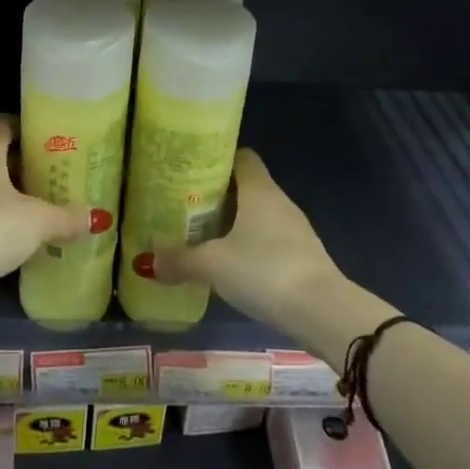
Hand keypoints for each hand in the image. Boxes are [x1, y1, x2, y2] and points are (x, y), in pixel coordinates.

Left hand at [0, 117, 90, 296]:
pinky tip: (17, 232)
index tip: (54, 140)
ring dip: (10, 193)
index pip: (6, 124)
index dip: (29, 129)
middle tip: (55, 174)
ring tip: (41, 204)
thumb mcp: (37, 222)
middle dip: (25, 164)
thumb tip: (96, 217)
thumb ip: (67, 217)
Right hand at [153, 148, 347, 323]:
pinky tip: (230, 264)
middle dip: (217, 194)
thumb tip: (146, 262)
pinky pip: (268, 240)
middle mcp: (279, 202)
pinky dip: (248, 245)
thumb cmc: (265, 270)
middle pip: (246, 186)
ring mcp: (295, 230)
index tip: (190, 169)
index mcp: (260, 190)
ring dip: (233, 222)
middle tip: (185, 205)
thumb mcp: (213, 265)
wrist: (323, 312)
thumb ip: (179, 261)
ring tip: (201, 234)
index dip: (217, 158)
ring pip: (257, 215)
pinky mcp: (302, 257)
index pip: (241, 157)